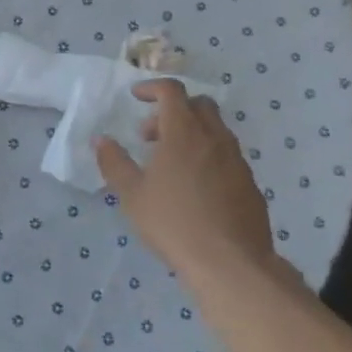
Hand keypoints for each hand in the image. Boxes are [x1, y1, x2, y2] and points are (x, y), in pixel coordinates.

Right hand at [95, 80, 279, 284]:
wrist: (231, 263)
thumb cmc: (173, 222)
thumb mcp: (132, 194)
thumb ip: (114, 162)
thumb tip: (101, 140)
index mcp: (184, 132)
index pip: (172, 91)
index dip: (152, 88)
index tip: (136, 97)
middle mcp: (214, 138)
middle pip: (199, 105)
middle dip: (173, 110)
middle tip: (151, 134)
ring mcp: (237, 160)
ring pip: (216, 130)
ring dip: (192, 133)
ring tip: (171, 163)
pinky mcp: (250, 184)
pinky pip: (228, 156)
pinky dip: (209, 157)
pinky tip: (196, 188)